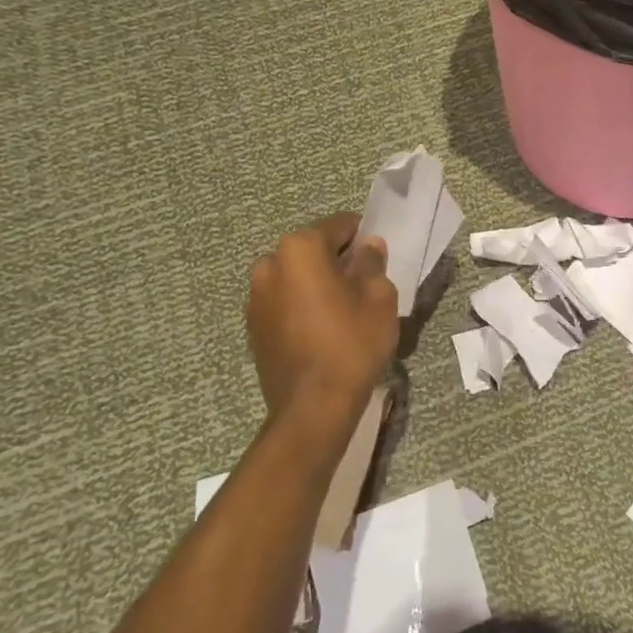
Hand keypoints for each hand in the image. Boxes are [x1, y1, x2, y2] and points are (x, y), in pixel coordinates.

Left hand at [246, 212, 398, 430]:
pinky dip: (302, 306)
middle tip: (363, 283)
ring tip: (343, 309)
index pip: (337, 226)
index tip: (377, 253)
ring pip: (295, 277)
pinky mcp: (253, 327)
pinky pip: (284, 303)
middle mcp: (269, 264)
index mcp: (299, 249)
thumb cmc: (351, 343)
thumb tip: (368, 247)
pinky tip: (323, 328)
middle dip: (336, 260)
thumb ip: (372, 263)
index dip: (361, 236)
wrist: (313, 407)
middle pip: (312, 251)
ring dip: (316, 284)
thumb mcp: (379, 297)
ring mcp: (255, 298)